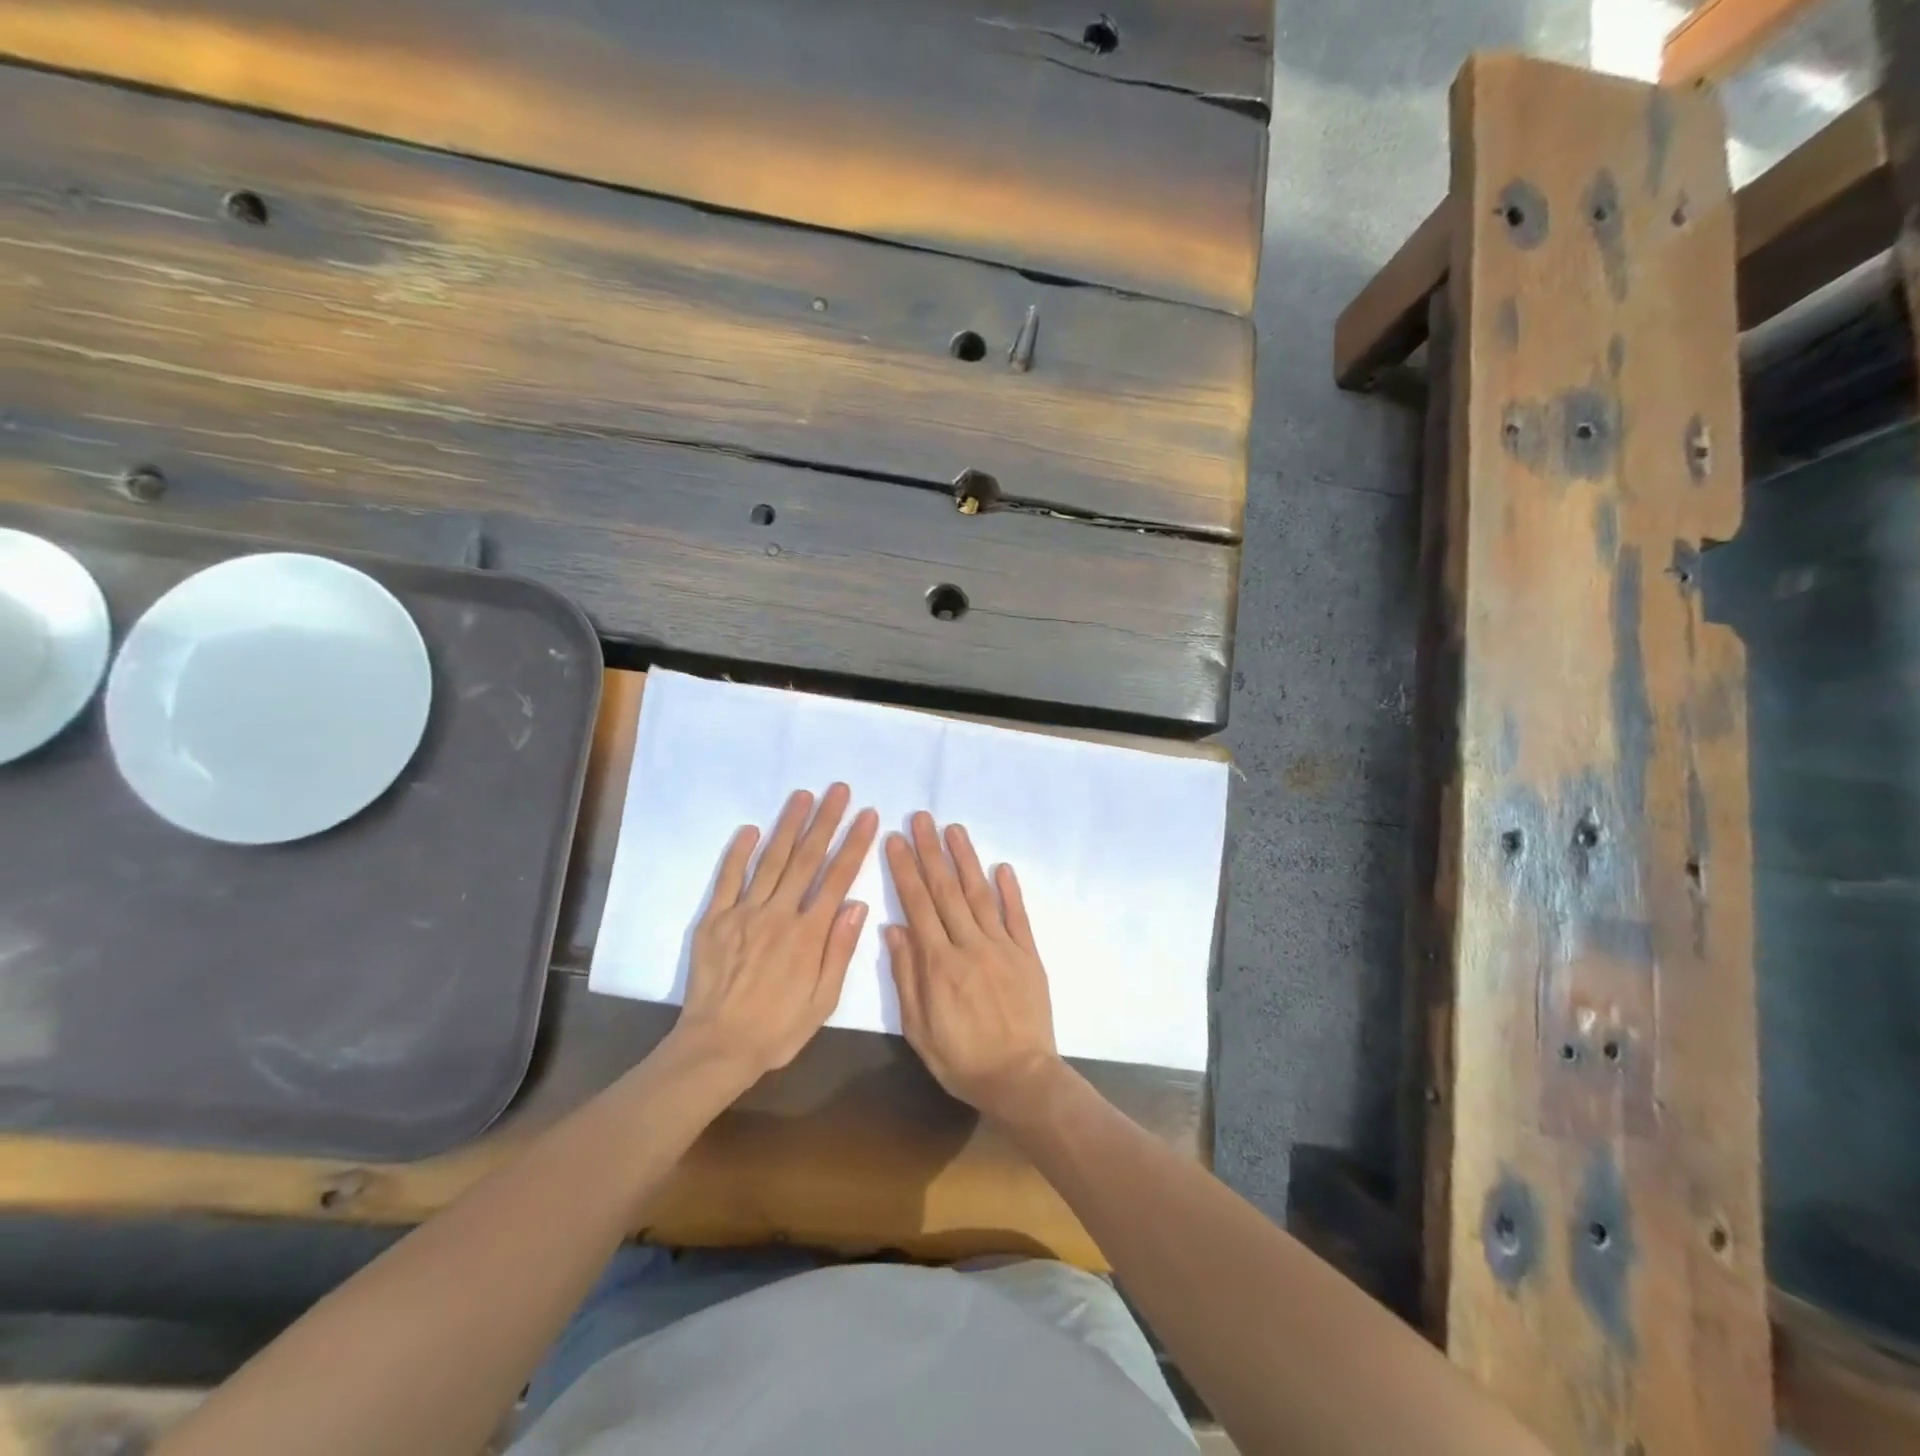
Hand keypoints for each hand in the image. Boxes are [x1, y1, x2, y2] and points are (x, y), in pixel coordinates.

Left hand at [674, 784, 878, 1082]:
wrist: (717, 1047)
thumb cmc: (778, 1028)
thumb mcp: (823, 1000)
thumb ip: (839, 949)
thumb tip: (857, 904)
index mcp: (808, 934)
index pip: (837, 878)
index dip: (854, 844)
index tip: (868, 816)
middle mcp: (778, 914)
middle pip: (806, 859)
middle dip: (826, 821)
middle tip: (839, 790)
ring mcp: (744, 913)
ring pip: (771, 860)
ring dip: (788, 825)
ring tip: (803, 795)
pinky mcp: (714, 919)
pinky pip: (728, 879)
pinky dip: (739, 852)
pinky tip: (751, 829)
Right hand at [883, 812, 1062, 1121]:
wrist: (1020, 1079)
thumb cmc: (962, 1060)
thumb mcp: (919, 1029)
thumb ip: (907, 976)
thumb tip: (894, 927)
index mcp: (939, 964)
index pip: (918, 905)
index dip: (905, 870)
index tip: (895, 839)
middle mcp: (970, 946)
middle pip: (946, 891)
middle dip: (931, 852)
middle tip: (921, 818)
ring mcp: (1003, 947)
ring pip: (980, 895)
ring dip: (966, 859)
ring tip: (953, 829)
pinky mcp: (1029, 955)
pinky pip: (1018, 916)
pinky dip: (1009, 890)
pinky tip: (1001, 866)